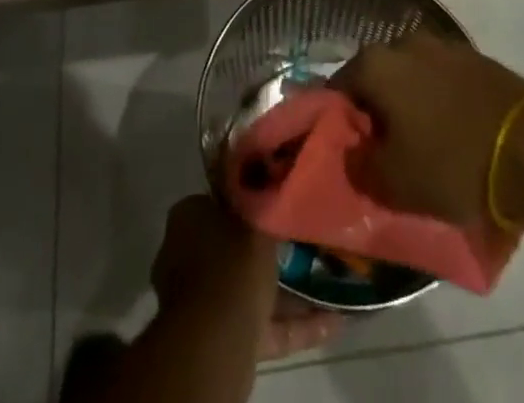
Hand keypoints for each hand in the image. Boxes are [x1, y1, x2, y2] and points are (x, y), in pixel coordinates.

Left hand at [150, 195, 341, 360]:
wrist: (214, 342)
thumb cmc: (232, 264)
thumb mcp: (256, 220)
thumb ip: (264, 202)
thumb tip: (271, 181)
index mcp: (189, 218)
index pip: (220, 201)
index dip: (250, 201)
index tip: (278, 201)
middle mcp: (188, 257)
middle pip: (235, 247)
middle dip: (270, 250)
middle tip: (307, 242)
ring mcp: (203, 302)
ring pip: (251, 289)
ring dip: (289, 292)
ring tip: (330, 283)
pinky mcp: (223, 340)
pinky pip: (263, 326)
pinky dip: (295, 325)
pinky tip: (335, 323)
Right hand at [333, 34, 523, 226]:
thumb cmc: (452, 162)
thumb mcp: (393, 183)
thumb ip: (358, 165)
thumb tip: (351, 151)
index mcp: (375, 63)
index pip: (338, 88)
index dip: (338, 122)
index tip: (349, 152)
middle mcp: (404, 43)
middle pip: (377, 78)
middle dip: (377, 111)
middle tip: (385, 151)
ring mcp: (444, 46)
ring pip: (412, 78)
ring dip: (411, 105)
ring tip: (424, 146)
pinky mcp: (477, 59)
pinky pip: (444, 82)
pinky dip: (442, 103)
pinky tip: (454, 134)